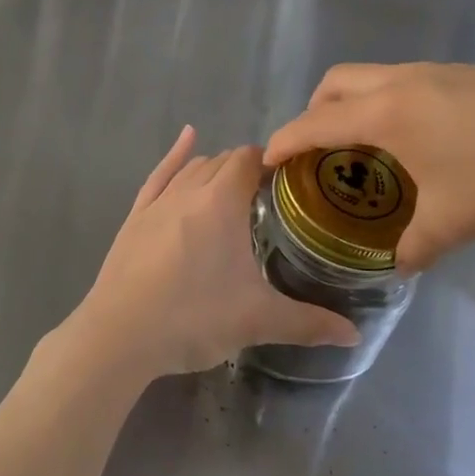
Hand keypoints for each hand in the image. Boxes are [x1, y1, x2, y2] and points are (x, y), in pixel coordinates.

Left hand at [61, 126, 361, 380]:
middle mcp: (189, 190)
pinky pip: (158, 175)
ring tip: (234, 184)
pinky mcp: (135, 216)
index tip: (290, 179)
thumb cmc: (193, 318)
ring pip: (192, 167)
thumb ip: (308, 323)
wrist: (120, 335)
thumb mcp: (257, 321)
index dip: (270, 162)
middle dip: (246, 168)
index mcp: (222, 202)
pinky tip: (186, 139)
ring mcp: (158, 202)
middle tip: (269, 195)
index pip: (249, 159)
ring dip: (215, 167)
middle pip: (222, 161)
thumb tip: (355, 336)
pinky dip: (174, 155)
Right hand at [264, 64, 474, 271]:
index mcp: (385, 114)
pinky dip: (387, 103)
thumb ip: (415, 247)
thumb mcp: (455, 220)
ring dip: (353, 104)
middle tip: (318, 150)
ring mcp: (435, 72)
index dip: (285, 141)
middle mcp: (401, 83)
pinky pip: (404, 82)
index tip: (266, 159)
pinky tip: (419, 141)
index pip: (316, 123)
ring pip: (371, 76)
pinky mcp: (465, 74)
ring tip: (366, 148)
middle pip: (336, 82)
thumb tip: (397, 267)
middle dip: (314, 111)